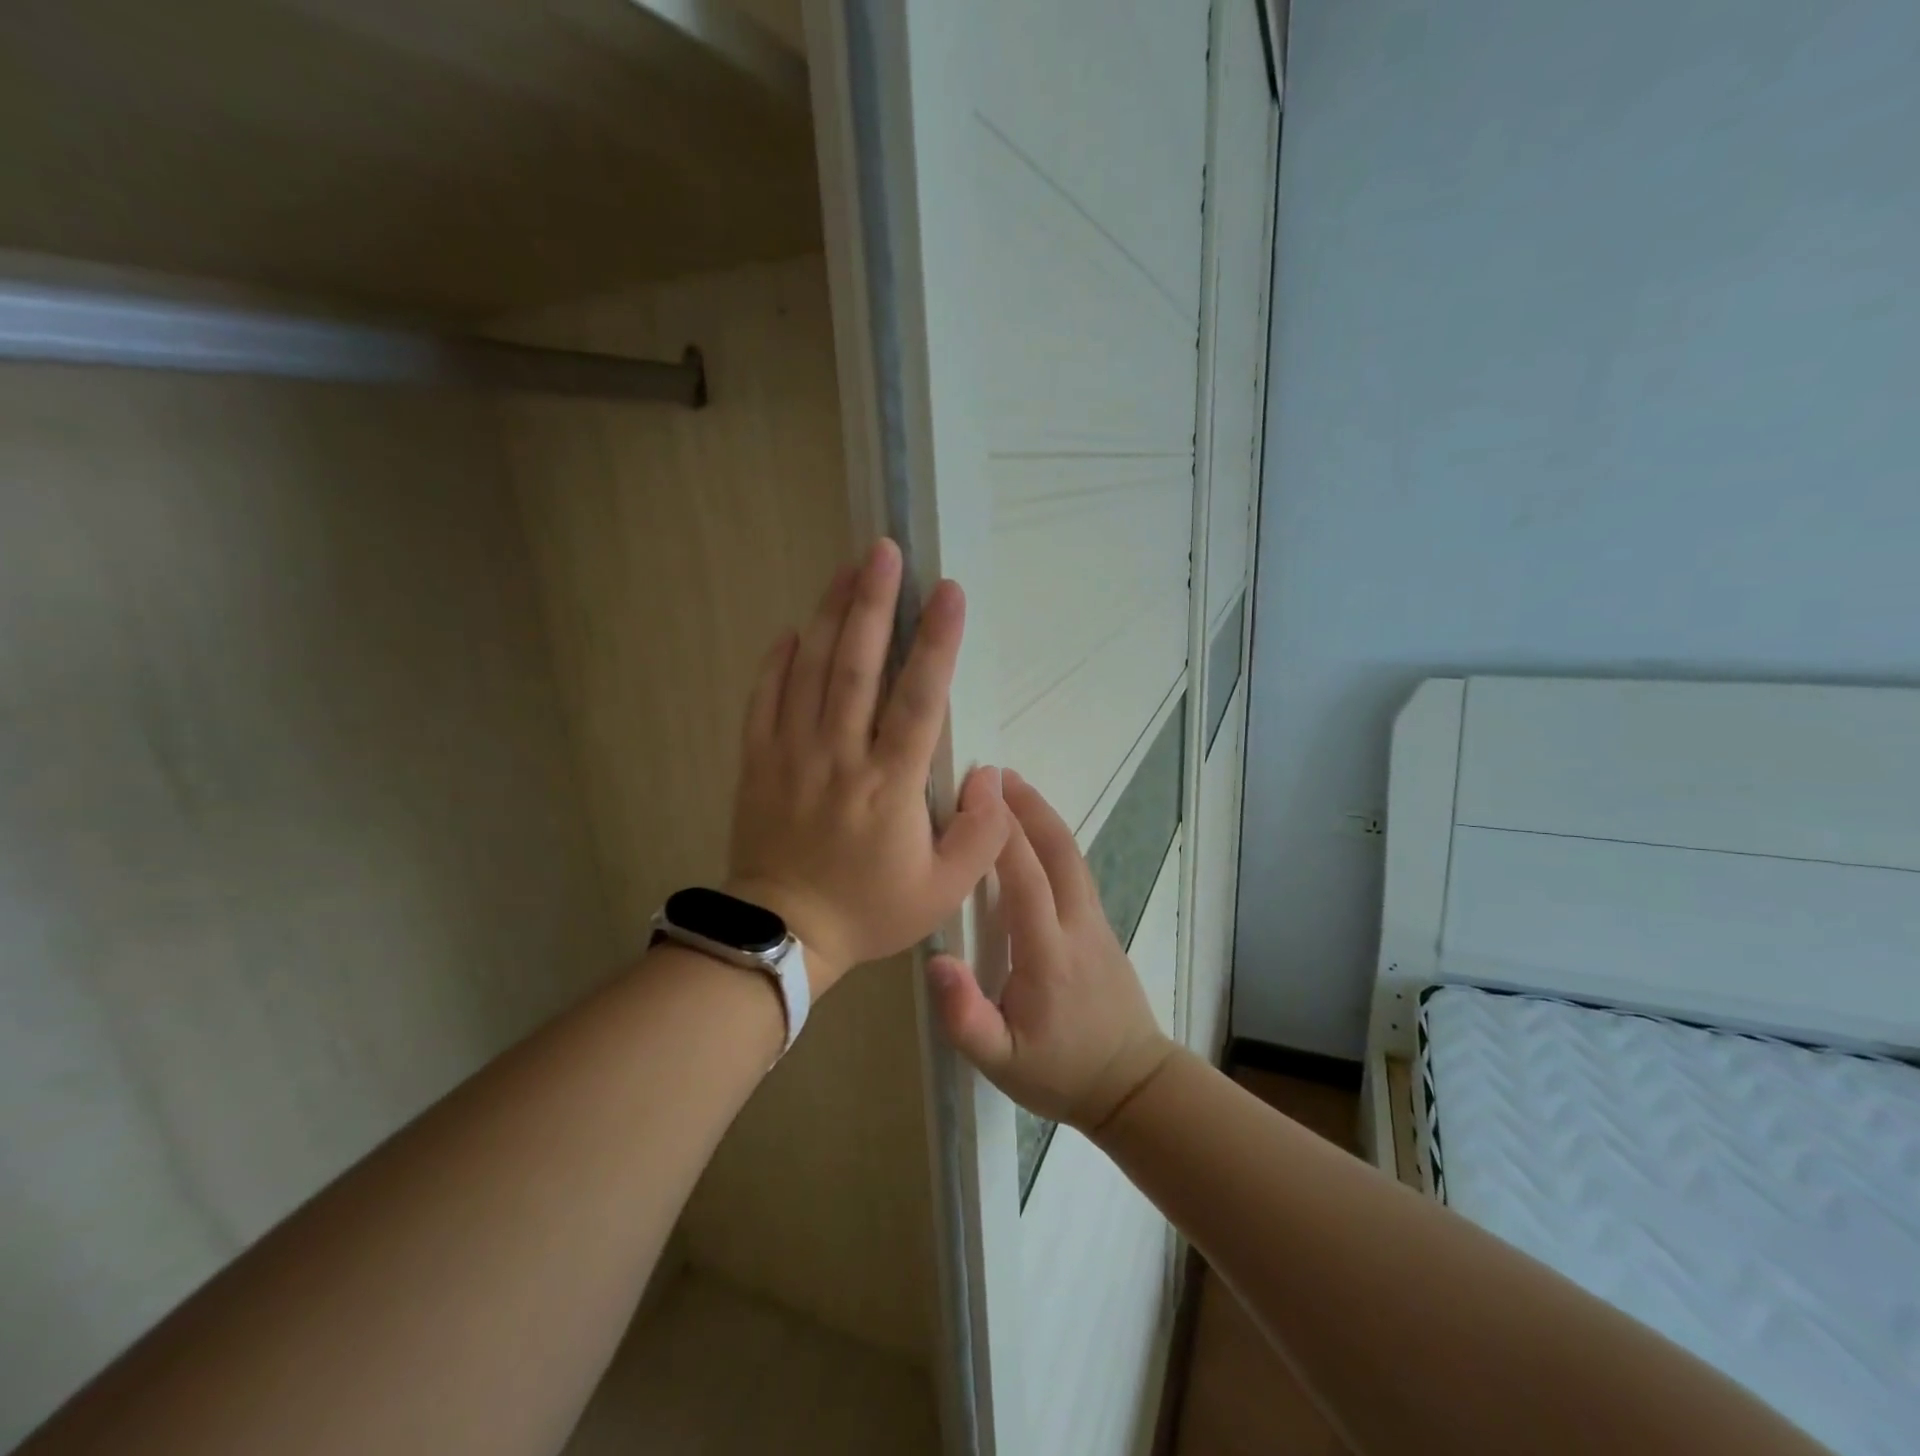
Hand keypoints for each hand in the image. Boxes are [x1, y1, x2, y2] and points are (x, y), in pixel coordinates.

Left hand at [726, 539, 1010, 997]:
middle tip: (883, 551)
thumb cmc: (870, 909)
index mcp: (889, 785)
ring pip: (810, 672)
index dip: (935, 642)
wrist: (785, 934)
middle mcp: (839, 756)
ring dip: (830, 617)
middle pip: (856, 667)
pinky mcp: (758, 762)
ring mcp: (792, 754)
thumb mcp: (944, 890)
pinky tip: (793, 630)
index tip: (948, 592)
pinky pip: (764, 700)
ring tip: (847, 570)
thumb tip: (993, 775)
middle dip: (872, 604)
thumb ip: (981, 835)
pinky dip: (777, 662)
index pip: (918, 699)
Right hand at [925, 771, 1176, 1132]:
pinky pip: (1076, 870)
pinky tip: (1034, 834)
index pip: (1025, 878)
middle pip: (1058, 851)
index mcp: (1048, 954)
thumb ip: (966, 1018)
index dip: (1002, 831)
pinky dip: (1053, 839)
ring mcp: (1096, 922)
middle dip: (1028, 806)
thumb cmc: (1059, 1072)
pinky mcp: (1102, 926)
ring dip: (1043, 816)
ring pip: (1072, 855)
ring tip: (1013, 789)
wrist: (1132, 1085)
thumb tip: (937, 961)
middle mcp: (1077, 925)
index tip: (979, 792)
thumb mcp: (1001, 1063)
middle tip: (995, 773)